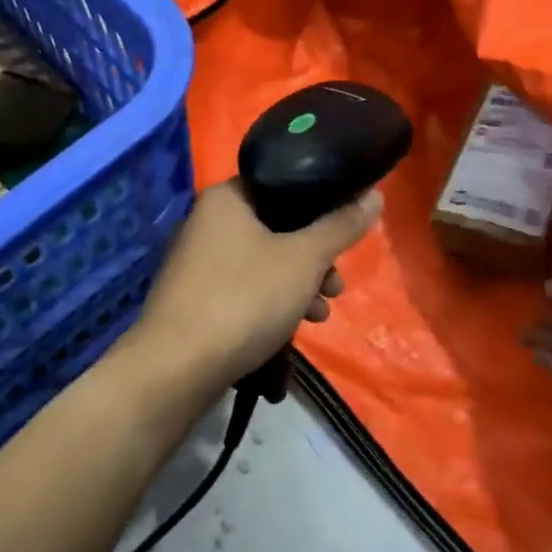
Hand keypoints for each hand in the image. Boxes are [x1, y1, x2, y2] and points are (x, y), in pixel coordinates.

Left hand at [130, 181, 383, 396]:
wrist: (176, 368)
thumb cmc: (244, 299)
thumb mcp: (304, 260)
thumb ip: (340, 226)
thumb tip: (375, 196)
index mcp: (226, 198)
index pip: (283, 183)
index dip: (320, 206)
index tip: (345, 234)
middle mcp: (207, 221)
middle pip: (277, 227)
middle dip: (314, 257)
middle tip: (336, 285)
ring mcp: (197, 261)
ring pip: (264, 261)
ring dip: (298, 284)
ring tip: (320, 314)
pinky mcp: (196, 297)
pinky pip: (245, 287)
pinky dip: (271, 301)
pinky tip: (290, 330)